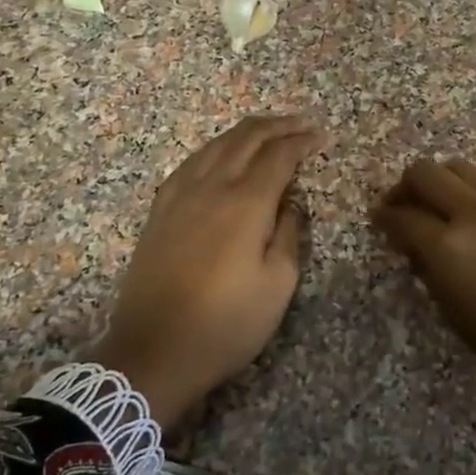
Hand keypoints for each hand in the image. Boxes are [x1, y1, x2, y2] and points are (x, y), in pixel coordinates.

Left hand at [92, 115, 325, 425]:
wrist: (153, 351)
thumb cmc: (226, 324)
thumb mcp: (277, 285)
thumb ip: (288, 234)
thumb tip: (290, 202)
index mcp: (245, 204)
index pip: (278, 156)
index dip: (302, 141)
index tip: (322, 136)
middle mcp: (211, 188)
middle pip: (245, 139)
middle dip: (277, 126)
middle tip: (302, 123)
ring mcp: (179, 196)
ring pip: (215, 145)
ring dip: (246, 131)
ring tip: (268, 130)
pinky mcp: (160, 211)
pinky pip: (190, 162)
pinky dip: (214, 148)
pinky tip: (220, 153)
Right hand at [372, 158, 475, 417]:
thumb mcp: (457, 317)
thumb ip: (433, 273)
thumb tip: (420, 250)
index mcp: (449, 247)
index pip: (403, 216)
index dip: (384, 217)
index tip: (378, 220)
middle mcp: (475, 213)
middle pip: (426, 172)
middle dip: (406, 186)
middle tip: (403, 208)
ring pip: (461, 169)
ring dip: (441, 182)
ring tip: (440, 209)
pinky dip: (472, 194)